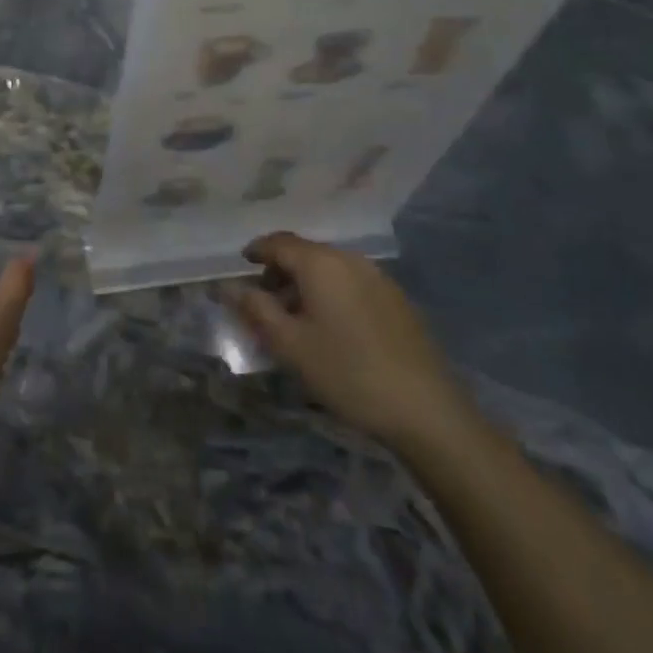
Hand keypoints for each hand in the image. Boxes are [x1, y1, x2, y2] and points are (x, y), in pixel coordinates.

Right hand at [231, 232, 475, 453]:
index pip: (278, 242)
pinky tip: (332, 329)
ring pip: (330, 269)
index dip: (256, 252)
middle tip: (264, 302)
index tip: (241, 269)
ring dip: (306, 284)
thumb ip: (255, 309)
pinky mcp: (397, 300)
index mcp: (321, 263)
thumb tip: (226, 286)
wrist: (426, 410)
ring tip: (296, 320)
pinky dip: (332, 294)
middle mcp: (350, 259)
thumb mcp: (290, 345)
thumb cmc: (347, 372)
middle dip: (280, 271)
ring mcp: (379, 278)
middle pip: (305, 252)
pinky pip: (352, 283)